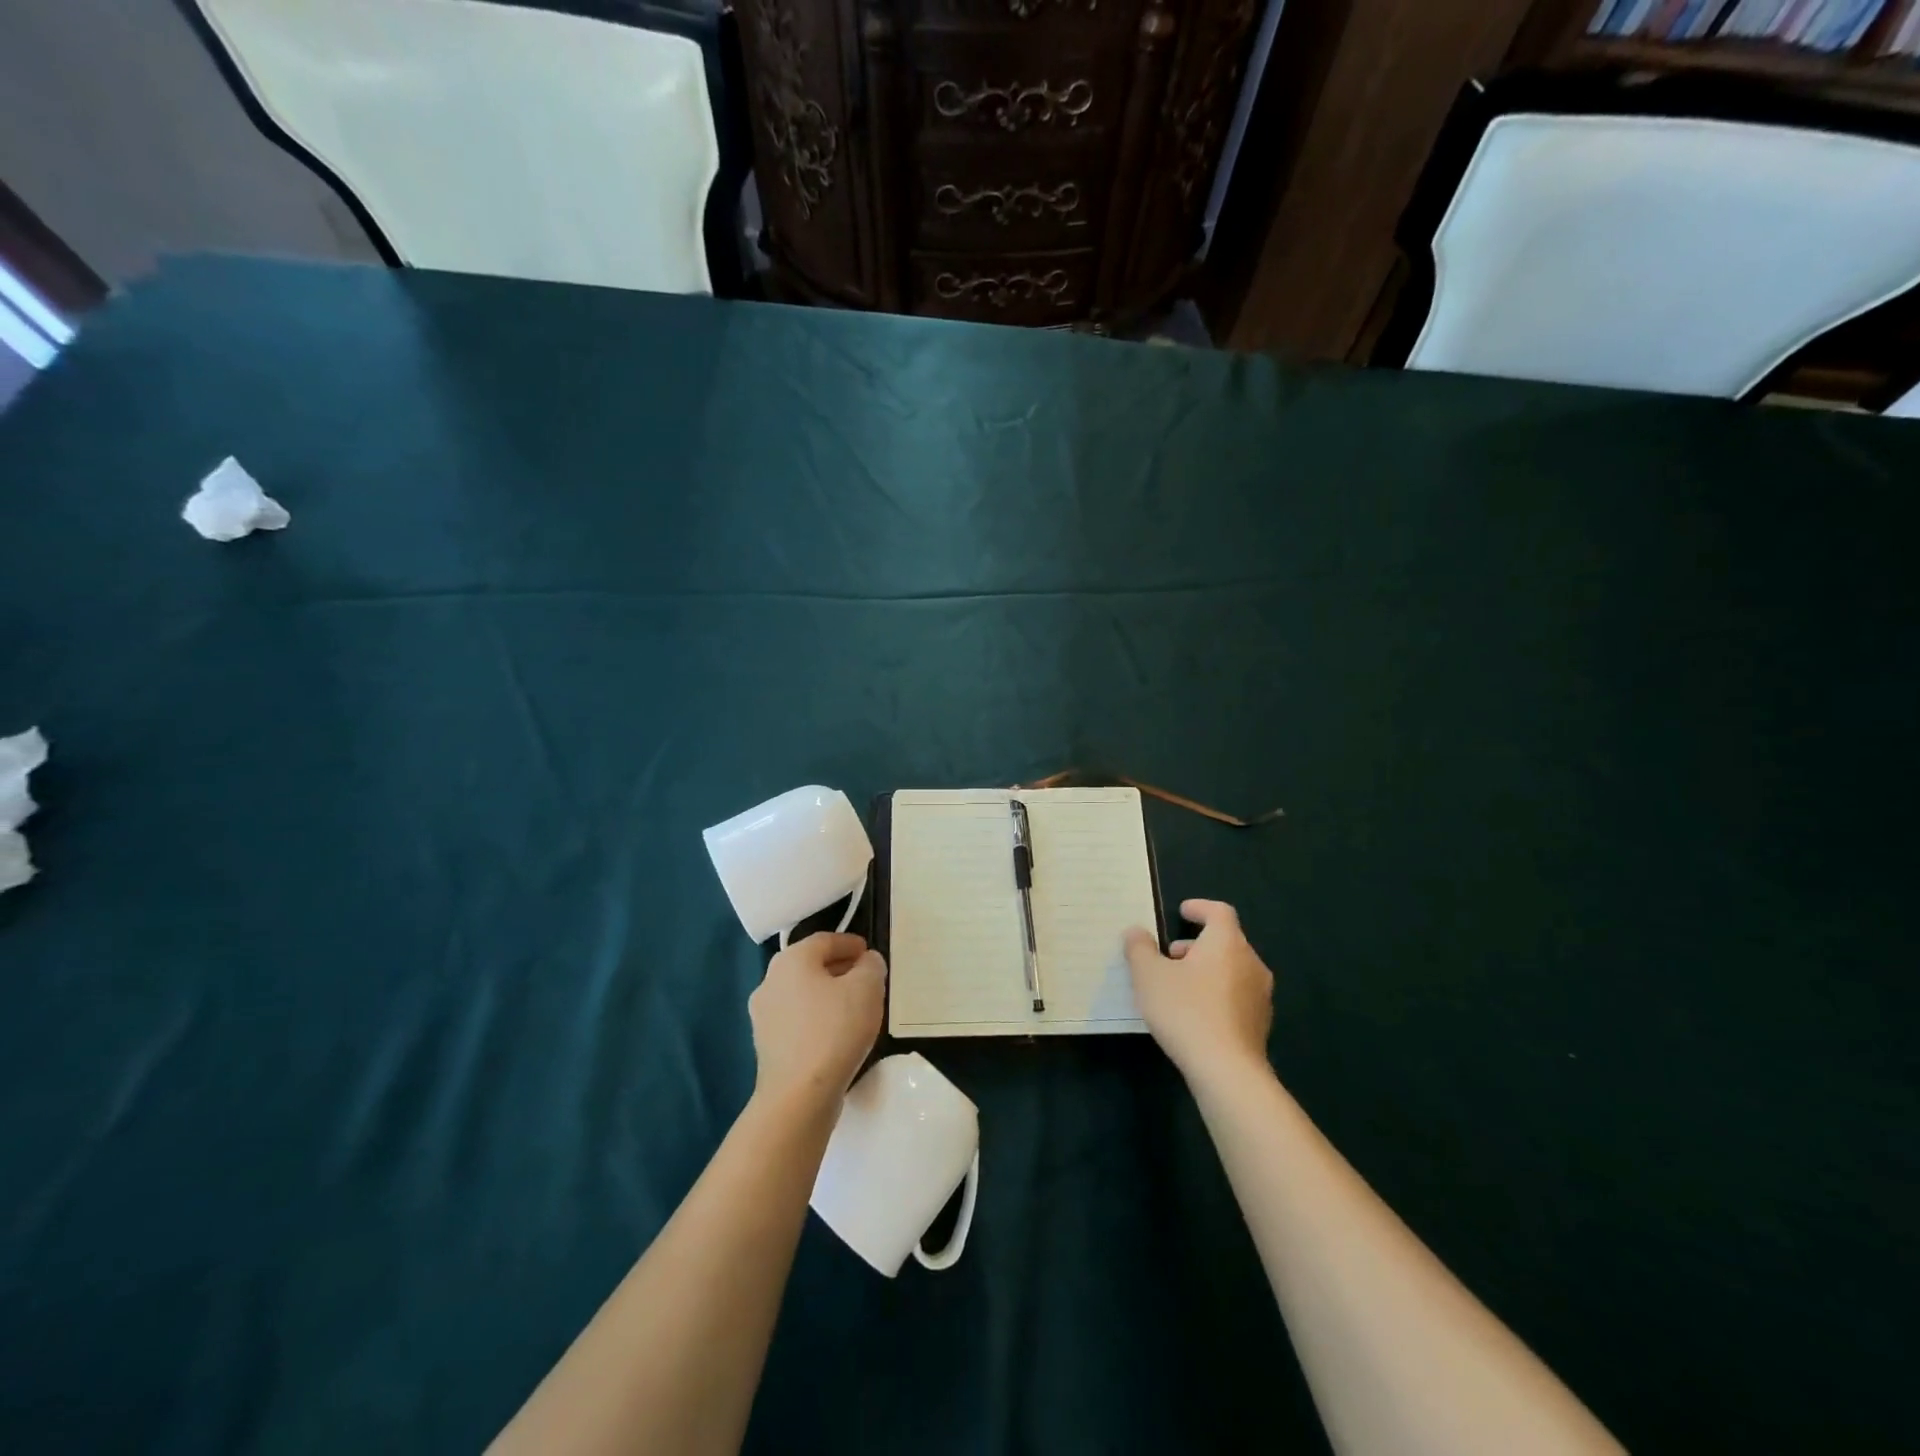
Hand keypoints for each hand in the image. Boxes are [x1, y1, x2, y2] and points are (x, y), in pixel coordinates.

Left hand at [748, 932, 885, 1114]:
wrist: (798, 1095)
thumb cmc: (835, 1031)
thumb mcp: (868, 988)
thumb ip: (872, 965)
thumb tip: (866, 962)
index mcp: (791, 959)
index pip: (825, 940)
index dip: (851, 943)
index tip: (870, 954)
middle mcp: (770, 980)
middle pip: (810, 965)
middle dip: (839, 968)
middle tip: (865, 979)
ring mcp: (763, 1014)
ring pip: (802, 993)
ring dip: (827, 994)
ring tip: (853, 1008)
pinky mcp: (765, 1044)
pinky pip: (796, 1019)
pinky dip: (815, 1018)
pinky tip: (835, 1034)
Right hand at [1124, 899, 1273, 1083]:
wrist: (1227, 1071)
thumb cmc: (1186, 1011)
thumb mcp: (1148, 976)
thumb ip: (1139, 948)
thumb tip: (1136, 932)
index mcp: (1227, 943)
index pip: (1219, 912)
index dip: (1200, 908)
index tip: (1183, 911)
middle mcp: (1251, 962)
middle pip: (1227, 940)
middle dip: (1198, 943)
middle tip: (1171, 955)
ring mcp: (1260, 995)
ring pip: (1233, 969)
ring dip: (1208, 969)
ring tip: (1179, 986)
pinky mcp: (1260, 1023)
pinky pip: (1237, 995)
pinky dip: (1217, 993)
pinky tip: (1196, 1013)